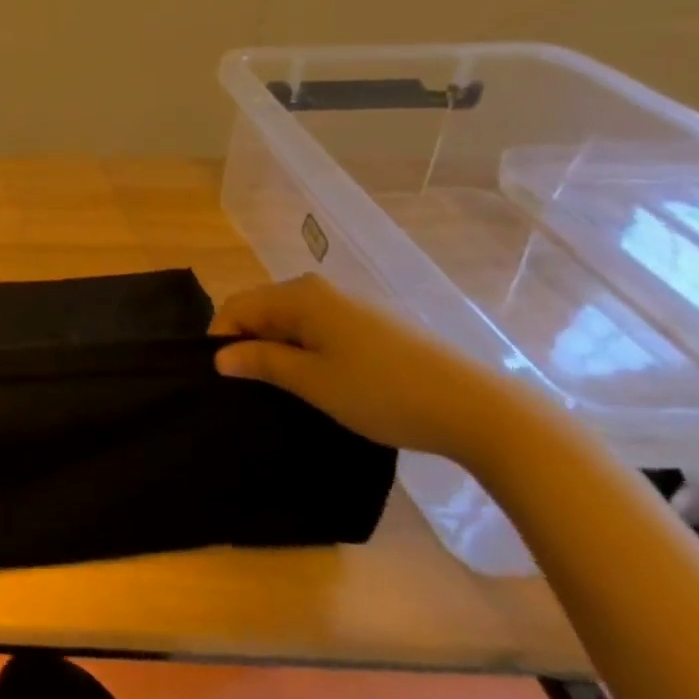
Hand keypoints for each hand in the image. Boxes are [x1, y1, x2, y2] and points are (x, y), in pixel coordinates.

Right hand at [208, 274, 546, 463]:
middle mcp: (319, 289)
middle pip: (262, 309)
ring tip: (283, 389)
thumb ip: (260, 362)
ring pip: (291, 320)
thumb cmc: (382, 392)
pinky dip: (306, 350)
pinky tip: (320, 382)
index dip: (221, 339)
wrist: (478, 409)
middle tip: (250, 387)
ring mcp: (349, 305)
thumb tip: (219, 356)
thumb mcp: (312, 381)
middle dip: (248, 343)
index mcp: (299, 295)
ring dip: (278, 349)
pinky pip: (318, 328)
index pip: (237, 306)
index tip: (223, 379)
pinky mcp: (372, 324)